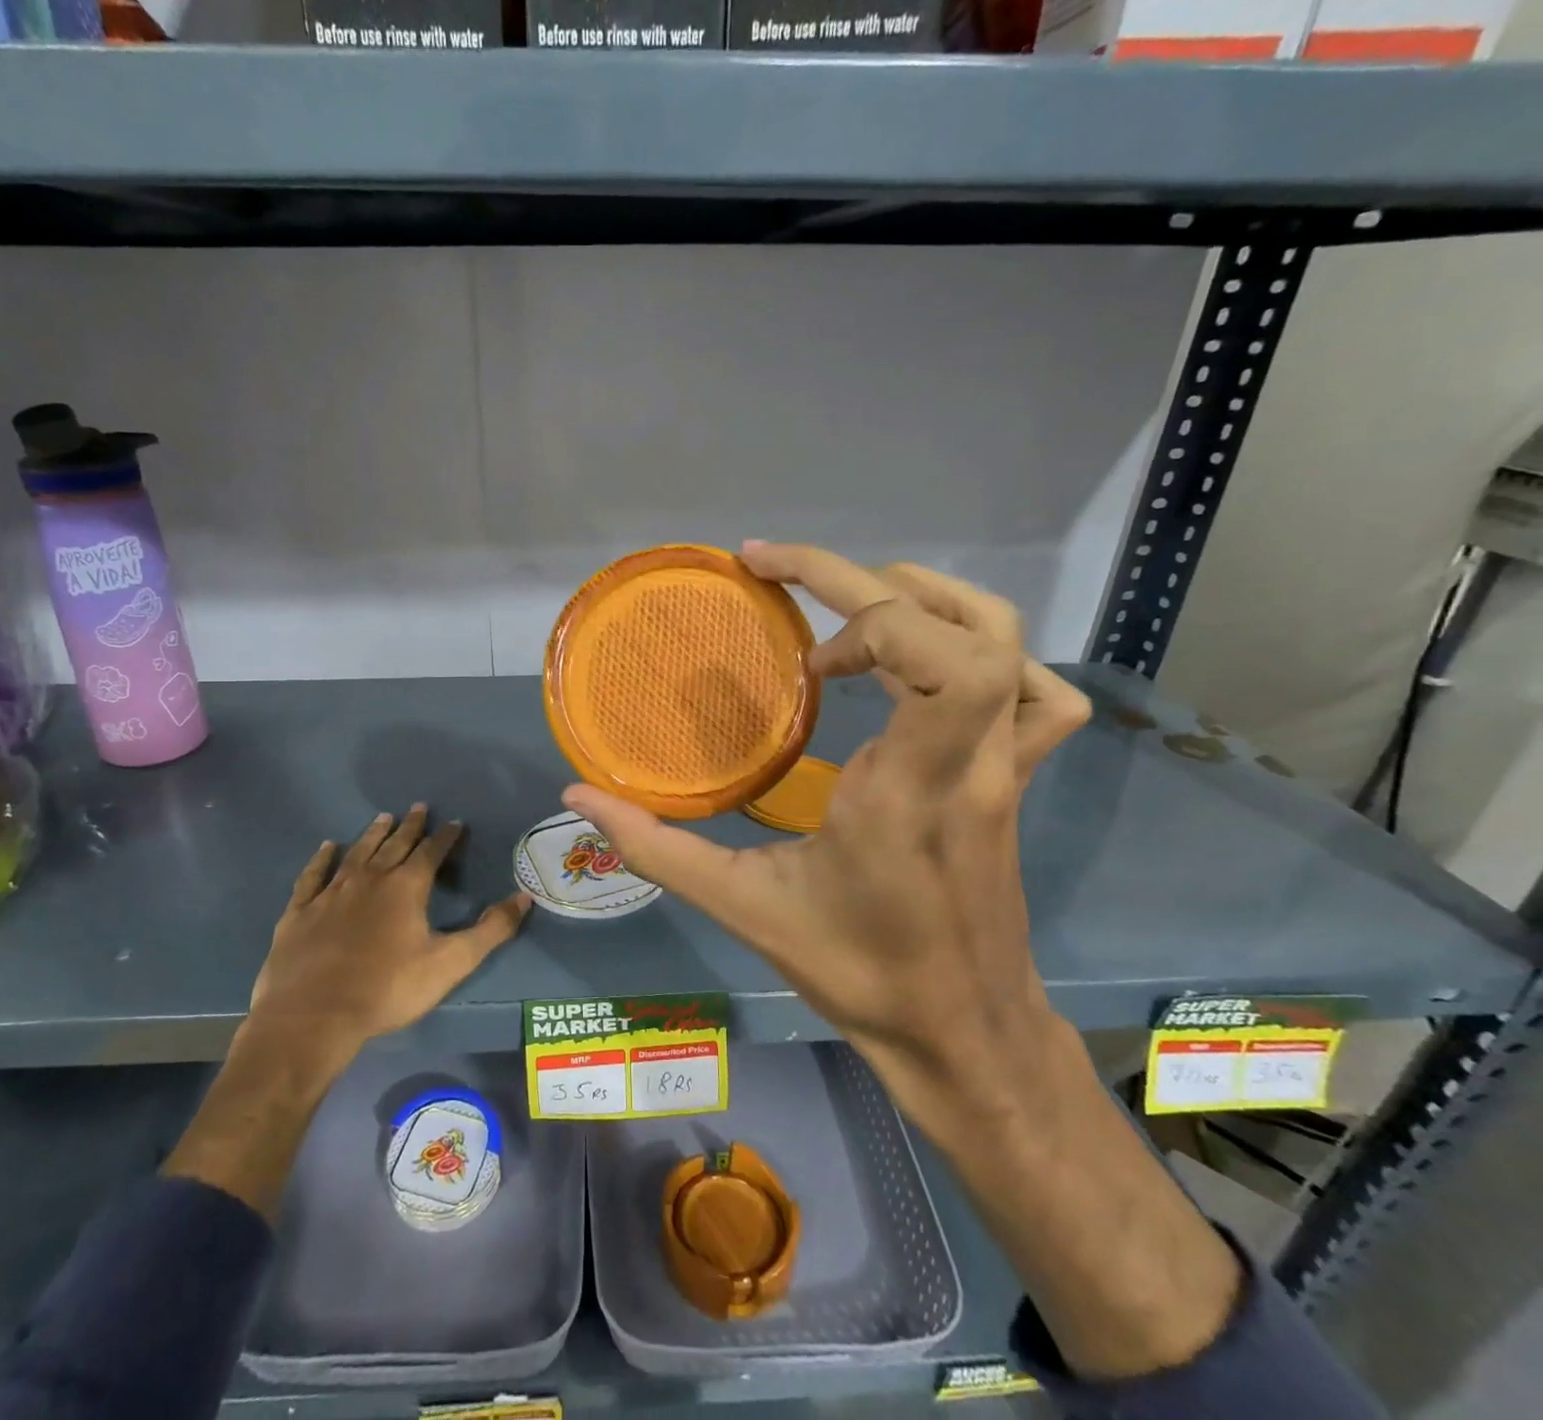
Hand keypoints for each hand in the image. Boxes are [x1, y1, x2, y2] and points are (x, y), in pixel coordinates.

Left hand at [249, 804, 531, 1061]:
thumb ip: (490, 930)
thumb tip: (524, 897)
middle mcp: (370, 879)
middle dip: (410, 826)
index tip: (455, 822)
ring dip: (372, 834)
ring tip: (383, 817)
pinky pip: (313, 875)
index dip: (445, 837)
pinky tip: (327, 847)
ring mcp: (331, 892)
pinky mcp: (300, 911)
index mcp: (406, 887)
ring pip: (357, 853)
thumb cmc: (388, 989)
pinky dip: (322, 859)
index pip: (431, 852)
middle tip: (419, 807)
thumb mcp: (450, 963)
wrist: (314, 1016)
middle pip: (394, 845)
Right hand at [564, 542, 1089, 1135]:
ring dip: (928, 599)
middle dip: (867, 583)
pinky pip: (1040, 695)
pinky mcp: (1015, 779)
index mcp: (908, 788)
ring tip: (855, 609)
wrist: (963, 1035)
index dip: (863, 608)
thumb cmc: (859, 971)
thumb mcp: (744, 908)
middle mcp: (970, 763)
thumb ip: (657, 848)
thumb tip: (578, 796)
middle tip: (787, 588)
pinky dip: (992, 653)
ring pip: (1010, 643)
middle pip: (966, 629)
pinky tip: (933, 668)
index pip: (939, 657)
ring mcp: (1006, 768)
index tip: (789, 626)